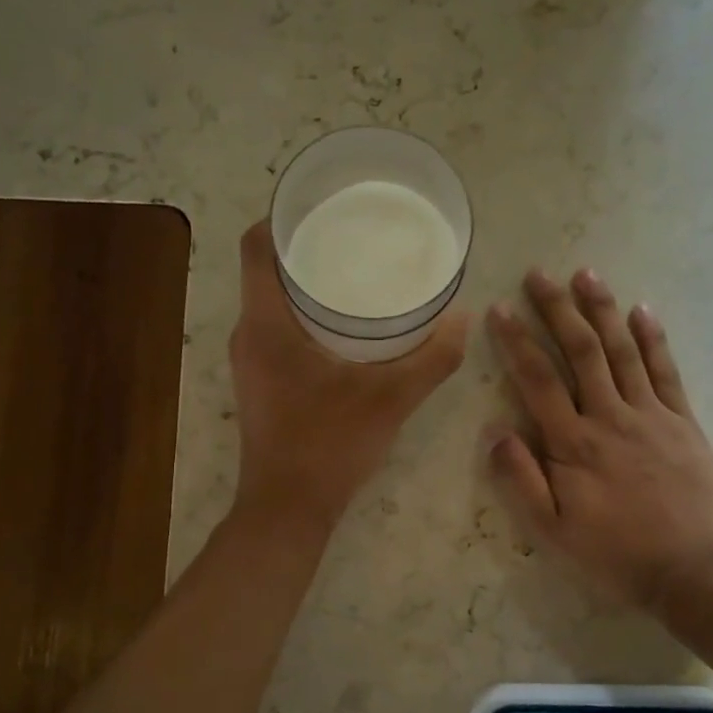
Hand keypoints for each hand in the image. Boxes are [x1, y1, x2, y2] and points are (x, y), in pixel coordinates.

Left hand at [229, 221, 468, 528]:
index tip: (325, 202)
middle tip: (356, 233)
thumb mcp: (390, 399)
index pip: (258, 245)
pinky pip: (277, 327)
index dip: (285, 214)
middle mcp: (247, 333)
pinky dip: (304, 313)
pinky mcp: (260, 380)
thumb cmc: (329, 446)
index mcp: (265, 323)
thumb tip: (465, 318)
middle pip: (267, 268)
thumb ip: (432, 358)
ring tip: (355, 269)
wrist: (288, 510)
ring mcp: (249, 359)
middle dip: (307, 245)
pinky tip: (345, 323)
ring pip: (272, 300)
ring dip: (306, 282)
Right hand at [488, 268, 712, 614]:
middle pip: (580, 351)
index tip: (499, 309)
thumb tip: (494, 430)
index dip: (516, 341)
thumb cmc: (613, 553)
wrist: (691, 569)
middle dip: (557, 309)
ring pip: (622, 351)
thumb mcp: (551, 530)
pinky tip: (641, 310)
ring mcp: (651, 415)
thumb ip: (520, 479)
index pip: (537, 379)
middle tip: (538, 275)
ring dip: (602, 309)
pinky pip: (667, 371)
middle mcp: (610, 417)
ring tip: (584, 274)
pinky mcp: (683, 421)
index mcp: (573, 444)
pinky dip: (653, 338)